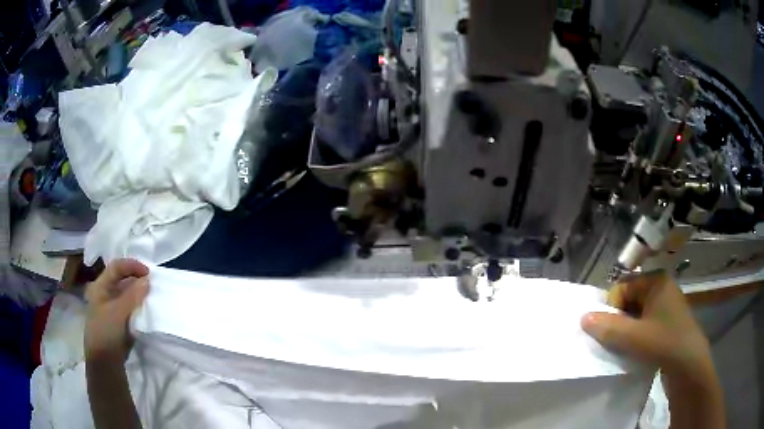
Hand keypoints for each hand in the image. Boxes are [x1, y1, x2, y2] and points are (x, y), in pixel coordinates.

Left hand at [85, 259, 149, 363]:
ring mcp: (111, 309)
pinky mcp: (119, 322)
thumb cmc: (106, 332)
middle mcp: (105, 294)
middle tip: (153, 285)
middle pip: (122, 280)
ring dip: (139, 294)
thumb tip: (148, 280)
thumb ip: (132, 295)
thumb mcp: (118, 312)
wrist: (105, 363)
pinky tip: (147, 311)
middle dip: (137, 280)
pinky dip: (139, 307)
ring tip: (152, 297)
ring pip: (127, 295)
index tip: (149, 273)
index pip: (116, 267)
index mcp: (100, 286)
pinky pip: (130, 309)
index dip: (132, 266)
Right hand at [581, 271, 725, 428]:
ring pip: (637, 314)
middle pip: (630, 300)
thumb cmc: (664, 343)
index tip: (610, 331)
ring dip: (627, 330)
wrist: (689, 364)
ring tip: (626, 347)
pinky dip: (637, 335)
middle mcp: (662, 288)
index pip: (623, 287)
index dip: (612, 309)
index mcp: (656, 281)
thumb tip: (583, 317)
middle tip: (617, 341)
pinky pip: (645, 323)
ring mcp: (666, 305)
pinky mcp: (668, 322)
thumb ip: (608, 327)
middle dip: (619, 320)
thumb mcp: (633, 337)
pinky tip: (636, 349)